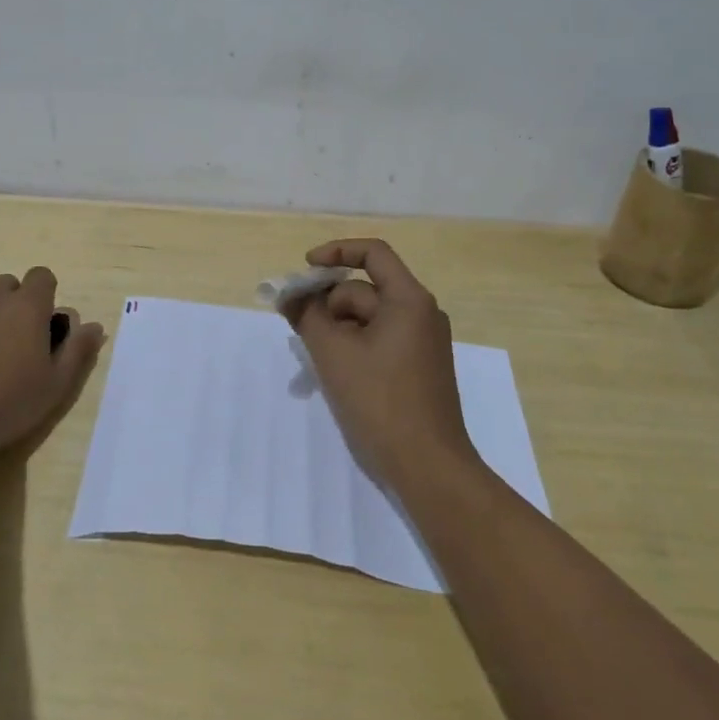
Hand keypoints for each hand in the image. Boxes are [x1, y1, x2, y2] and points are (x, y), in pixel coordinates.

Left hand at [0, 267, 104, 465]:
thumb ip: (78, 350)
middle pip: (7, 285)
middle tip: (10, 343)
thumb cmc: (10, 404)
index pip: (42, 276)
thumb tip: (94, 326)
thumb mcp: (57, 384)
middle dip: (12, 305)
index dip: (44, 295)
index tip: (41, 323)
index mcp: (28, 307)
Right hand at [284, 239, 475, 488]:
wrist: (428, 467)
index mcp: (410, 300)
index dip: (335, 252)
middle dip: (329, 304)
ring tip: (315, 360)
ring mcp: (422, 343)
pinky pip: (379, 341)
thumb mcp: (333, 353)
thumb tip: (290, 294)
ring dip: (338, 329)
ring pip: (369, 319)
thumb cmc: (380, 401)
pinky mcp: (418, 369)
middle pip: (365, 290)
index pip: (372, 253)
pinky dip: (354, 347)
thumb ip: (307, 315)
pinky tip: (335, 374)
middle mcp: (422, 314)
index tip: (305, 270)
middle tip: (298, 330)